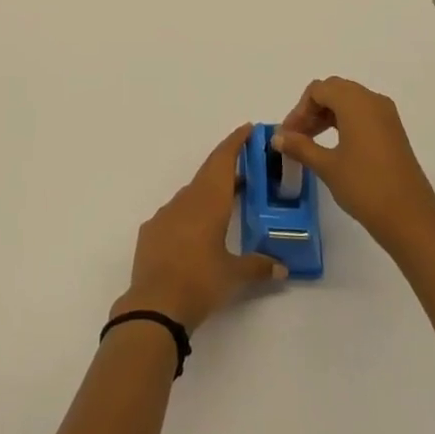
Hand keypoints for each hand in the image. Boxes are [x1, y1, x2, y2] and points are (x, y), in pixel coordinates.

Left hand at [112, 124, 287, 331]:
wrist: (154, 304)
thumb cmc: (200, 282)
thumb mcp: (234, 275)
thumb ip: (259, 266)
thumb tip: (282, 267)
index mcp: (209, 201)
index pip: (223, 160)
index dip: (236, 142)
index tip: (248, 129)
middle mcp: (186, 200)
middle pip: (209, 173)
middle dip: (227, 166)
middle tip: (247, 167)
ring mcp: (165, 214)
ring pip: (192, 193)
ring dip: (209, 192)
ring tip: (227, 202)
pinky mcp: (151, 231)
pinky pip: (175, 213)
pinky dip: (190, 213)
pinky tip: (197, 232)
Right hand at [273, 77, 434, 254]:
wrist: (411, 218)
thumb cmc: (365, 187)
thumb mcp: (327, 166)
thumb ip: (300, 146)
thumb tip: (277, 137)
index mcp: (356, 102)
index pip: (318, 90)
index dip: (299, 110)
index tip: (288, 135)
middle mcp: (373, 101)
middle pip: (334, 90)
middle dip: (312, 109)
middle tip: (297, 135)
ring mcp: (387, 116)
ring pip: (349, 101)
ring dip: (327, 115)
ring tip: (312, 142)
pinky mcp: (394, 132)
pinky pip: (363, 114)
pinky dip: (344, 122)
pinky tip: (335, 146)